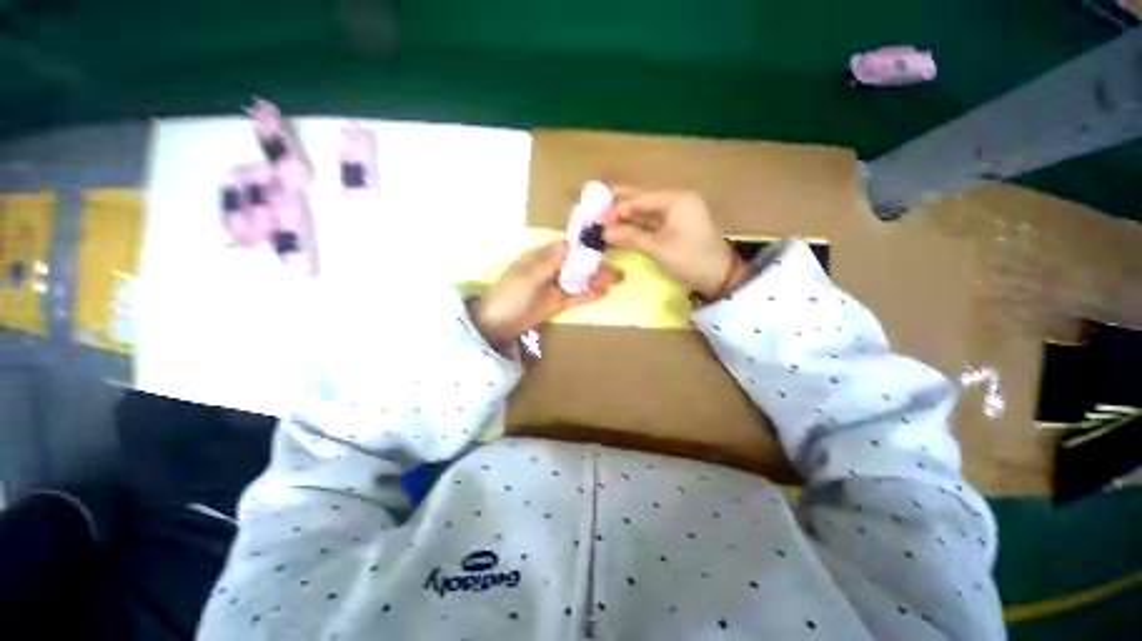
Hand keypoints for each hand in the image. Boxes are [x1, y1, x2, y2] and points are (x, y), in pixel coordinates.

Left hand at [470, 241, 621, 349]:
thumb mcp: (527, 277)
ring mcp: (555, 287)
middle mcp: (551, 269)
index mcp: (541, 257)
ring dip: (597, 279)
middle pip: (577, 264)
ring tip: (617, 279)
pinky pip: (576, 296)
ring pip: (580, 280)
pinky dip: (589, 294)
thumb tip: (567, 241)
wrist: (496, 325)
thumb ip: (548, 262)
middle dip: (596, 264)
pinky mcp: (557, 303)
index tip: (606, 241)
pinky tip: (604, 292)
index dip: (585, 244)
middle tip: (617, 267)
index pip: (567, 246)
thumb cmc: (508, 296)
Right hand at [601, 188, 746, 297]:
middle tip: (594, 204)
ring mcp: (677, 214)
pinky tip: (621, 229)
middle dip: (619, 204)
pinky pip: (651, 222)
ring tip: (603, 218)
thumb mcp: (658, 249)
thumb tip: (604, 232)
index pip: (639, 200)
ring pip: (645, 211)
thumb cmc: (690, 259)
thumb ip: (630, 237)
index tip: (597, 219)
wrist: (720, 277)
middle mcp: (677, 200)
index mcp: (676, 199)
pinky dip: (636, 225)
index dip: (617, 209)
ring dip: (626, 216)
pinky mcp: (677, 227)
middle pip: (642, 200)